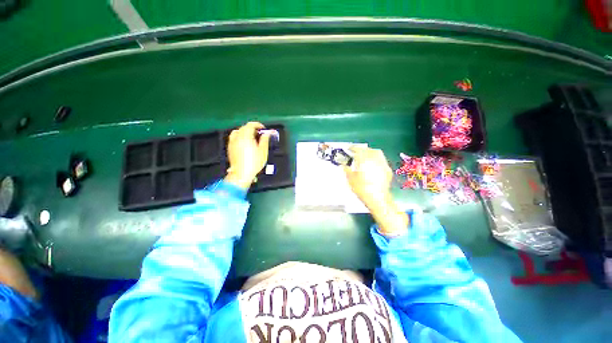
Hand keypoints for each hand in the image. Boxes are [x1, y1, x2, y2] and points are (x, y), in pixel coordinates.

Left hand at [224, 122, 270, 188]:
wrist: (241, 173)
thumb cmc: (254, 163)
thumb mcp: (263, 151)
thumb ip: (265, 140)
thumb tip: (267, 133)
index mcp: (246, 137)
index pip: (250, 125)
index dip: (258, 125)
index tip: (263, 129)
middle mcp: (237, 137)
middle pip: (244, 128)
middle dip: (252, 128)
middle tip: (259, 134)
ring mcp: (232, 142)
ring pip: (238, 132)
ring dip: (245, 132)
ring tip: (251, 137)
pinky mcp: (230, 148)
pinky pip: (234, 137)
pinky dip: (240, 136)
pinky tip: (245, 143)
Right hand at [344, 146, 407, 235]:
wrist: (378, 199)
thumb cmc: (362, 189)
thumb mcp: (350, 180)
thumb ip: (347, 170)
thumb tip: (344, 165)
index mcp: (364, 160)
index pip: (358, 150)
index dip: (353, 148)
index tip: (349, 149)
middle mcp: (374, 159)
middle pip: (368, 149)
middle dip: (362, 149)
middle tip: (356, 152)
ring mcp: (383, 164)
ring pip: (377, 153)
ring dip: (370, 152)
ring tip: (365, 156)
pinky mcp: (388, 169)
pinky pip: (382, 160)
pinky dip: (376, 159)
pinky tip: (373, 164)